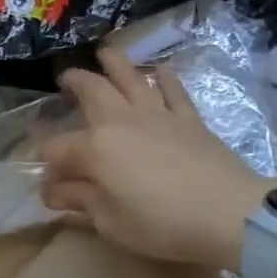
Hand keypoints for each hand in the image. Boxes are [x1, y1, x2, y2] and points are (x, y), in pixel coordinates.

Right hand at [40, 45, 265, 267]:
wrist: (230, 214)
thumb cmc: (163, 224)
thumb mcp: (110, 222)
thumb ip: (79, 201)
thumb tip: (51, 191)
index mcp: (95, 148)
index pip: (58, 149)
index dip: (46, 162)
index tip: (46, 178)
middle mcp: (120, 121)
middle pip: (91, 91)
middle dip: (74, 82)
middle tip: (65, 79)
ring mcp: (157, 115)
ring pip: (131, 78)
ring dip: (115, 63)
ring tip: (105, 53)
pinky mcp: (189, 119)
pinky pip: (173, 91)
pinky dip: (164, 78)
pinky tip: (160, 71)